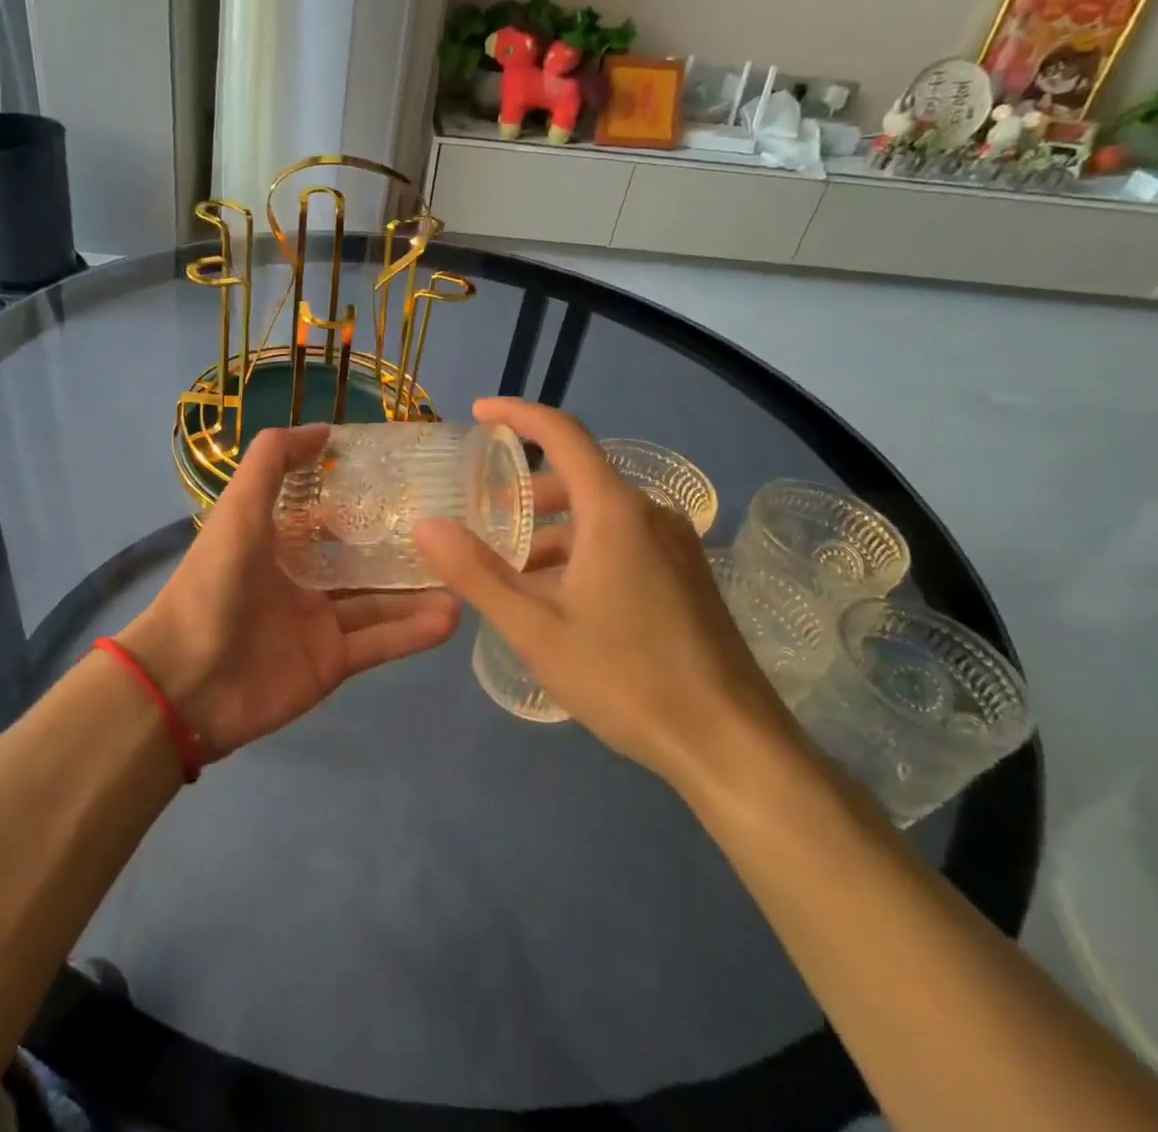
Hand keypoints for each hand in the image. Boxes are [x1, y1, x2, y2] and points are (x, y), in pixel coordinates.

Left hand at [117, 425, 460, 761]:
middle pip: (362, 558)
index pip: (329, 512)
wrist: (186, 681)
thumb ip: (272, 461)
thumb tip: (324, 430)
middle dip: (404, 544)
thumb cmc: (213, 583)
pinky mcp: (332, 663)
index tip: (413, 478)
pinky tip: (452, 617)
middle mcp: (302, 579)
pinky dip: (413, 632)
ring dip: (420, 590)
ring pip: (380, 601)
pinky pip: (380, 643)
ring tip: (467, 574)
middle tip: (456, 527)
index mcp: (277, 541)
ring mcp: (319, 623)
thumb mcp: (239, 509)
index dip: (364, 494)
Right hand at [414, 399, 794, 793]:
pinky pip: (622, 540)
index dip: (518, 414)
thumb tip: (426, 525)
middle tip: (482, 521)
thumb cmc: (627, 679)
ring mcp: (675, 545)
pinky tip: (560, 600)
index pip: (562, 434)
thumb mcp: (536, 629)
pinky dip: (581, 550)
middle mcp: (650, 514)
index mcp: (615, 512)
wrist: (731, 743)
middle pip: (577, 479)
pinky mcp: (686, 574)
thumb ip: (476, 573)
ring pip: (599, 515)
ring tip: (512, 573)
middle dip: (525, 494)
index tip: (479, 412)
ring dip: (552, 531)